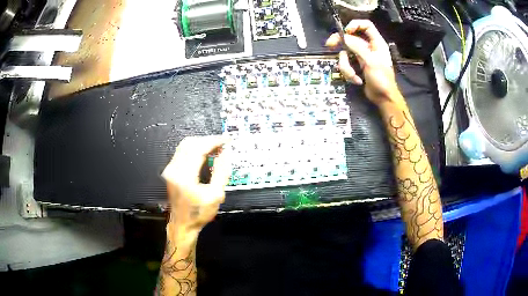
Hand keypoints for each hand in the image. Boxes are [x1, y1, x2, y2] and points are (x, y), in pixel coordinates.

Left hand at [162, 136, 230, 233]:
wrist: (183, 224)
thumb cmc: (199, 213)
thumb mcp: (216, 195)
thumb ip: (221, 172)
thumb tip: (226, 153)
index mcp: (185, 175)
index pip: (199, 148)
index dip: (214, 141)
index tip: (227, 140)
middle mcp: (174, 169)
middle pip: (190, 143)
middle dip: (208, 140)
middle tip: (222, 145)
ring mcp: (170, 169)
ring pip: (185, 146)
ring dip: (201, 144)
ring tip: (216, 149)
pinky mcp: (170, 171)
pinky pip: (182, 152)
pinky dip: (195, 149)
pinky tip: (205, 155)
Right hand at [325, 20, 398, 103]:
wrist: (383, 98)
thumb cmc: (382, 79)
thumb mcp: (370, 62)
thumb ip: (357, 47)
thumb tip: (344, 37)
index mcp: (376, 43)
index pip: (366, 26)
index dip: (355, 25)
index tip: (346, 31)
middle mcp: (368, 47)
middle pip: (351, 37)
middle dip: (340, 43)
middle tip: (329, 45)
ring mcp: (361, 56)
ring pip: (346, 53)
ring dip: (346, 66)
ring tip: (354, 76)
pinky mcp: (356, 65)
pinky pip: (346, 64)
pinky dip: (349, 73)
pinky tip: (358, 80)